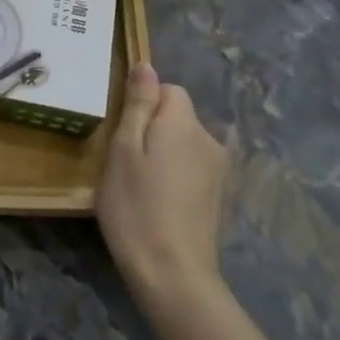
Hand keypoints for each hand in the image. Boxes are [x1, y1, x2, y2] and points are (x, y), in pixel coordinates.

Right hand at [97, 63, 229, 317]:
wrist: (173, 275)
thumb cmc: (136, 206)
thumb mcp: (124, 149)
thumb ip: (137, 104)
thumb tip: (146, 65)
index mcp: (183, 122)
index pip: (167, 89)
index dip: (142, 103)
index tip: (122, 132)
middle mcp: (208, 139)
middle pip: (177, 115)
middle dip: (151, 128)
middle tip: (124, 160)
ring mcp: (217, 170)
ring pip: (183, 142)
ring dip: (162, 153)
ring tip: (138, 183)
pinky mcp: (216, 196)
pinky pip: (190, 167)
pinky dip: (173, 175)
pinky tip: (157, 201)